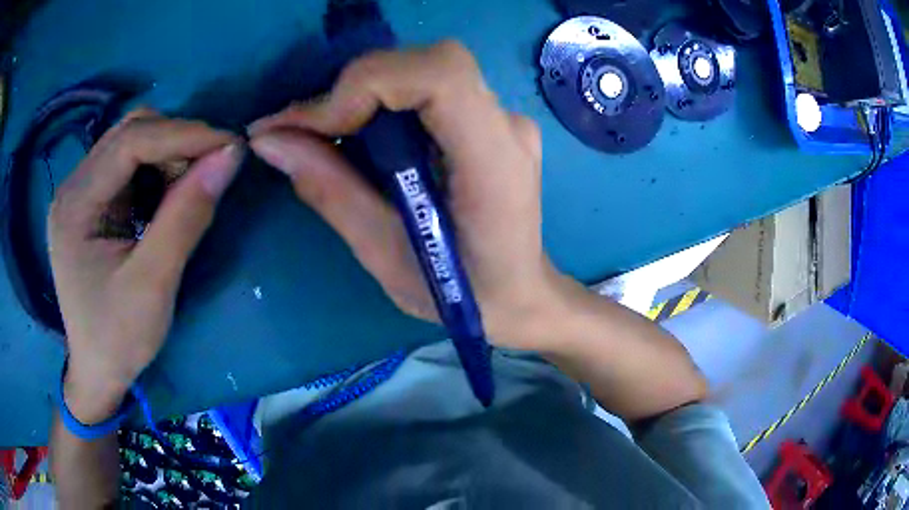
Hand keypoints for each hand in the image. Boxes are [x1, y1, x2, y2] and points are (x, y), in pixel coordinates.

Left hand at [49, 110, 242, 422]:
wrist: (96, 371)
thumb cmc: (118, 340)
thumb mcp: (153, 285)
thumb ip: (187, 216)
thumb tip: (230, 156)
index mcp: (74, 205)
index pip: (130, 141)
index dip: (183, 134)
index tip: (230, 145)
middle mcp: (72, 186)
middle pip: (129, 133)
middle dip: (175, 141)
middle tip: (211, 167)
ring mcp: (79, 193)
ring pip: (130, 142)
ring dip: (167, 155)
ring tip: (189, 187)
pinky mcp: (89, 202)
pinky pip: (127, 165)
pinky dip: (156, 171)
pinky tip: (166, 198)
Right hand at [249, 42, 561, 349]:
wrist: (520, 293)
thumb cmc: (461, 294)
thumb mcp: (385, 256)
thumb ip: (329, 191)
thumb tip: (269, 141)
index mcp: (495, 162)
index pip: (441, 75)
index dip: (368, 83)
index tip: (314, 125)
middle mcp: (507, 125)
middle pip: (429, 63)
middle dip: (354, 87)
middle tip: (303, 130)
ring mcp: (504, 119)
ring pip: (424, 70)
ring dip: (363, 93)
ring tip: (323, 135)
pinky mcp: (490, 121)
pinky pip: (429, 89)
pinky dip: (382, 101)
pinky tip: (360, 136)